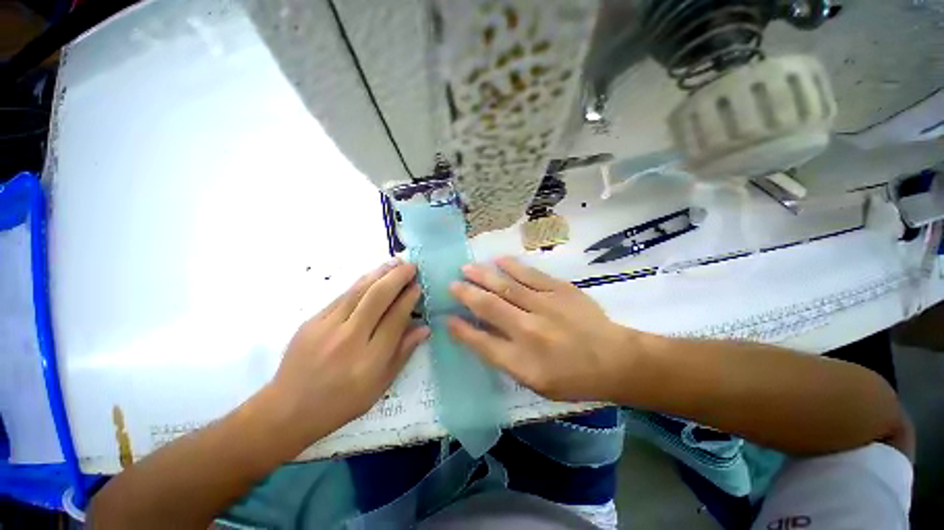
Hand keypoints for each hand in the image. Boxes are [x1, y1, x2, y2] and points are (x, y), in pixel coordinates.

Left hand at [267, 261, 428, 443]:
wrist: (288, 409)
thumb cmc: (341, 402)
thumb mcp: (379, 386)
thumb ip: (403, 354)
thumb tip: (424, 328)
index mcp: (370, 360)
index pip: (395, 318)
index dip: (409, 299)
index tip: (418, 286)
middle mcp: (350, 339)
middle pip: (378, 298)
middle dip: (397, 277)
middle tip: (411, 266)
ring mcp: (327, 327)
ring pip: (359, 291)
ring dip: (380, 273)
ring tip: (395, 262)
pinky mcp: (312, 321)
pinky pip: (343, 295)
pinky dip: (361, 282)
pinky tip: (372, 275)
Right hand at [447, 257, 636, 402]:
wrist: (615, 360)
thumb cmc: (573, 378)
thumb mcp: (535, 382)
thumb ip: (504, 359)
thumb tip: (478, 335)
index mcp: (523, 361)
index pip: (481, 342)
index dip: (461, 330)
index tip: (446, 317)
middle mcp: (529, 331)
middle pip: (489, 308)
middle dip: (466, 294)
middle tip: (451, 283)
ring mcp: (545, 306)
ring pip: (506, 287)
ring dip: (483, 275)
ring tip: (467, 267)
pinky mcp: (560, 290)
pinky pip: (530, 275)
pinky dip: (512, 267)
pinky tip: (498, 260)